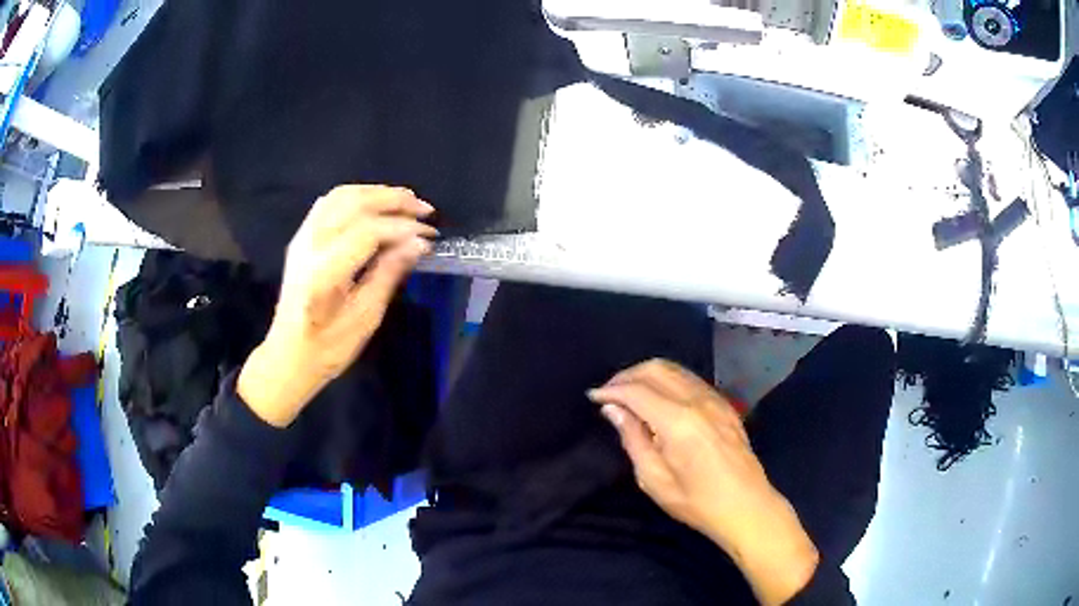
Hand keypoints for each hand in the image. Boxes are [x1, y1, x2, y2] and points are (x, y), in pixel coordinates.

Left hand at [238, 185, 436, 427]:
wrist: (288, 356)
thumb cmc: (329, 347)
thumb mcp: (365, 317)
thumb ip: (389, 274)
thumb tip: (418, 244)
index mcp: (325, 271)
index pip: (368, 232)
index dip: (402, 228)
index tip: (429, 237)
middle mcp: (310, 245)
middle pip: (354, 203)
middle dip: (394, 201)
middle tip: (425, 210)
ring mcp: (302, 238)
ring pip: (341, 196)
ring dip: (376, 193)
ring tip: (406, 201)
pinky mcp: (301, 238)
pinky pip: (329, 203)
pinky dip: (357, 196)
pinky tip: (375, 205)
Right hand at [588, 360, 818, 605]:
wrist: (746, 505)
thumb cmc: (696, 501)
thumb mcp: (654, 479)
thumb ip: (633, 439)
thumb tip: (613, 409)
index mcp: (678, 421)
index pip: (637, 390)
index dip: (612, 390)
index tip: (593, 397)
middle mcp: (697, 400)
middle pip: (656, 368)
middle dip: (627, 375)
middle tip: (609, 394)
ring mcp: (715, 399)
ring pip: (675, 369)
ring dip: (647, 374)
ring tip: (630, 394)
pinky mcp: (724, 404)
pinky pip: (690, 379)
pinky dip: (668, 380)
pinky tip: (659, 399)